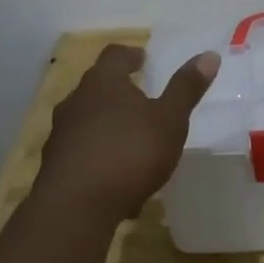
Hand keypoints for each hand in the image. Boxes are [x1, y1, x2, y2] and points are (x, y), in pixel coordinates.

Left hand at [34, 44, 219, 223]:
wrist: (75, 207)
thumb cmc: (129, 153)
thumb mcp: (169, 121)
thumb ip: (186, 89)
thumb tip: (209, 54)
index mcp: (103, 82)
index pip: (114, 55)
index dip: (130, 55)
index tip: (142, 59)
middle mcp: (76, 101)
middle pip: (96, 86)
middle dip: (118, 91)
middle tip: (140, 98)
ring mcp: (61, 133)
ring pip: (87, 119)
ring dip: (107, 125)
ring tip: (130, 140)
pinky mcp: (54, 165)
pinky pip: (81, 152)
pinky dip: (98, 156)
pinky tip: (116, 179)